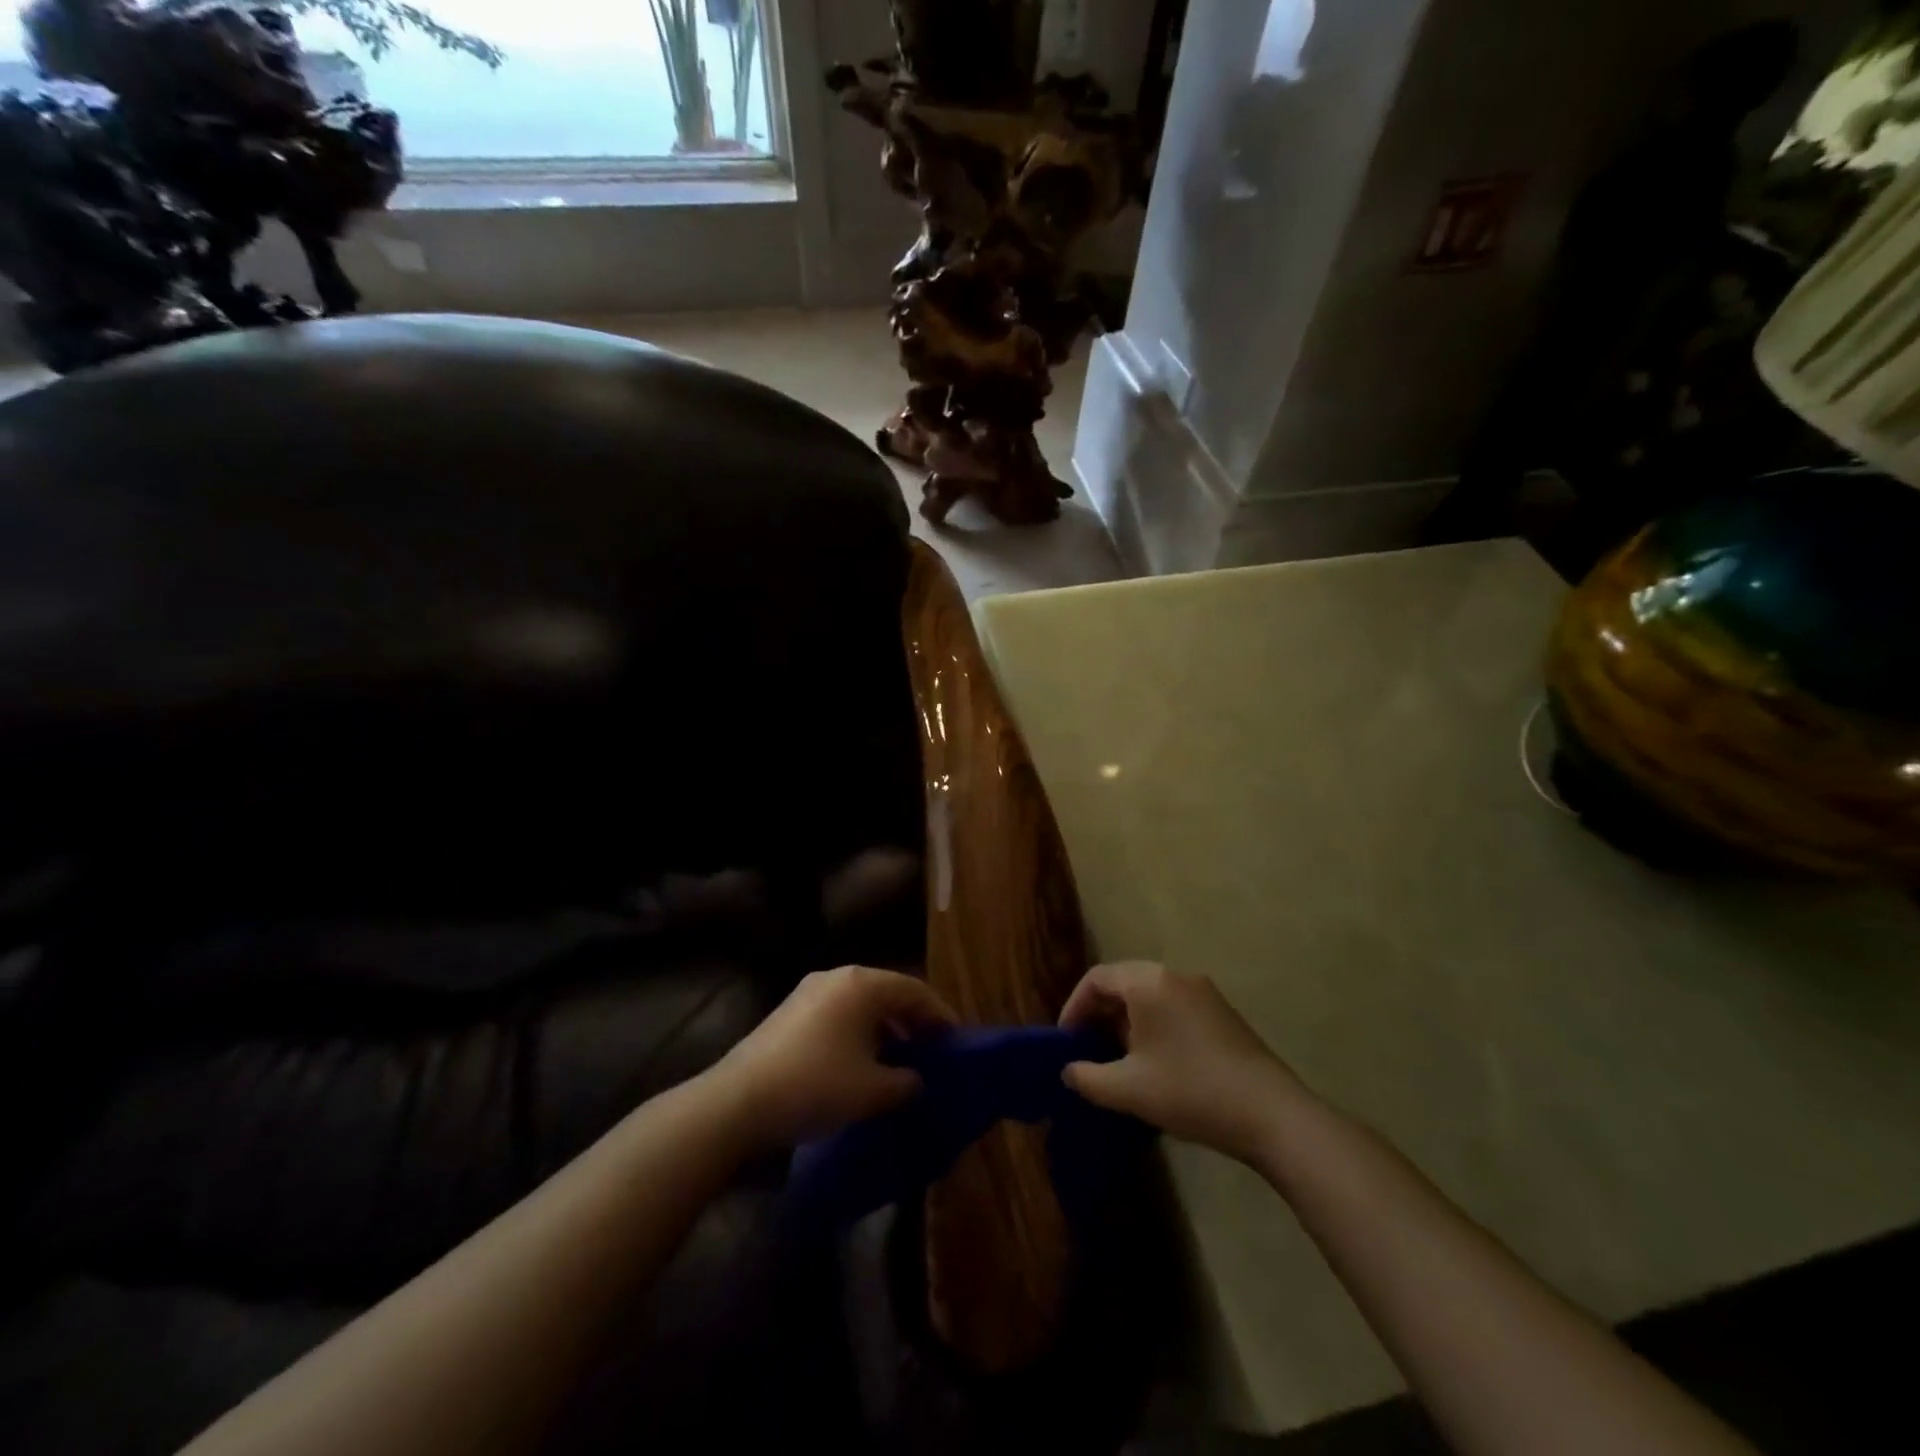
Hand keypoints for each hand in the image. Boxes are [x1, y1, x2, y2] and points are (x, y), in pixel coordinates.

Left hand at [717, 965, 954, 1148]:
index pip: (915, 991)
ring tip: (898, 1062)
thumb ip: (906, 1083)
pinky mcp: (788, 1013)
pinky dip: (857, 1034)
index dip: (939, 1016)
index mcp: (862, 984)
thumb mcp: (872, 1091)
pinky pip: (837, 1015)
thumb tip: (917, 1081)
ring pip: (861, 1005)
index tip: (956, 1043)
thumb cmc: (816, 1086)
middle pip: (887, 993)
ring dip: (884, 1029)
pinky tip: (859, 1065)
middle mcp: (837, 977)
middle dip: (912, 1022)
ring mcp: (808, 992)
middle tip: (931, 1052)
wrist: (738, 1102)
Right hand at [1059, 961, 1308, 1164]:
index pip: (1097, 978)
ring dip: (1127, 1022)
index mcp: (1148, 982)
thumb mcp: (1128, 1090)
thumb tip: (1069, 1071)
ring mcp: (1203, 993)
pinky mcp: (1222, 1013)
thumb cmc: (1190, 1091)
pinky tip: (1155, 1063)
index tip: (1066, 1042)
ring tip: (1119, 1060)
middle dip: (1100, 1015)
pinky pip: (1173, 1007)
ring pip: (1150, 996)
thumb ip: (1087, 1077)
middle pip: (1123, 983)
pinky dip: (1154, 1026)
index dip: (1074, 1007)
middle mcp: (1175, 976)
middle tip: (1088, 1050)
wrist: (1272, 1115)